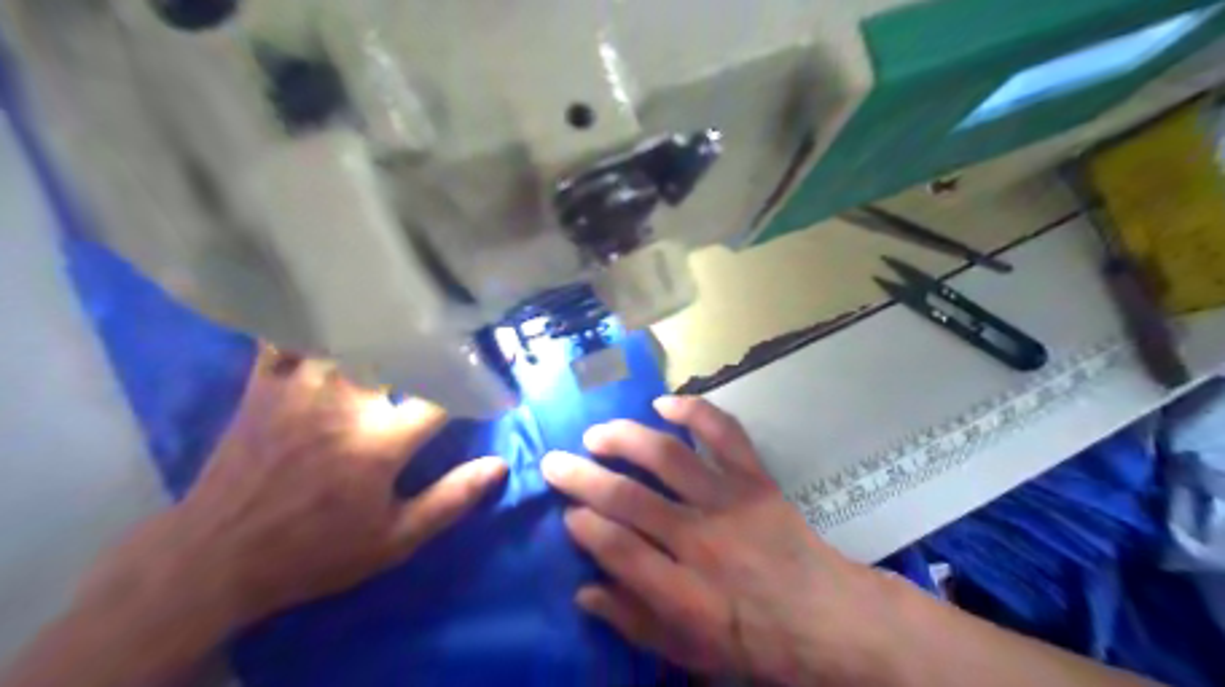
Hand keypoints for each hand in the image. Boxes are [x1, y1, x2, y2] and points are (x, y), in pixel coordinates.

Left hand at [81, 353, 510, 637]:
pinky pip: (287, 335)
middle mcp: (346, 402)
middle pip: (399, 348)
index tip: (501, 365)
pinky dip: (308, 322)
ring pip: (347, 332)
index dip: (481, 379)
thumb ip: (451, 500)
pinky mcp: (264, 385)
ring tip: (401, 310)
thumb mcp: (393, 541)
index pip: (447, 395)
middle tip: (453, 327)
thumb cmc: (315, 551)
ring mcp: (301, 387)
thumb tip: (500, 466)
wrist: (215, 558)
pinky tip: (326, 317)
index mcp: (381, 441)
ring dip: (377, 322)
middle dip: (433, 337)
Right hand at [543, 395, 907, 683]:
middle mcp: (701, 540)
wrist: (828, 619)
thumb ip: (634, 621)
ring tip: (596, 433)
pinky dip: (696, 411)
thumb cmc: (755, 642)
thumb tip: (584, 590)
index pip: (618, 549)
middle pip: (630, 499)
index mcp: (683, 592)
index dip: (585, 527)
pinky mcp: (756, 479)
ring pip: (668, 458)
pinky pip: (725, 435)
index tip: (566, 513)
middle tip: (554, 462)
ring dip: (625, 439)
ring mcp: (730, 502)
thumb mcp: (690, 652)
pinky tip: (665, 402)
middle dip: (583, 477)